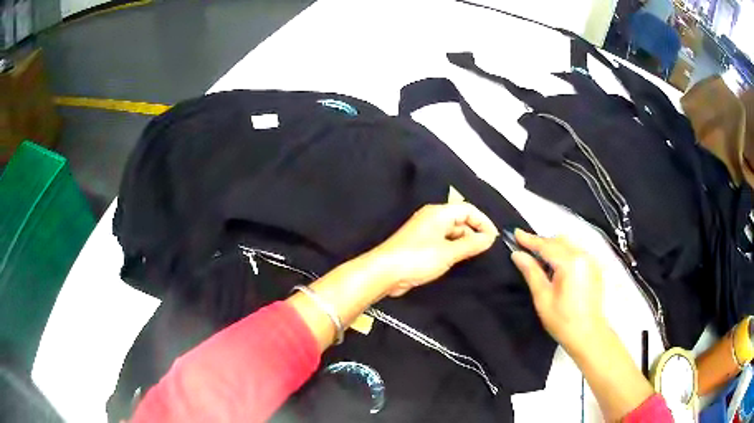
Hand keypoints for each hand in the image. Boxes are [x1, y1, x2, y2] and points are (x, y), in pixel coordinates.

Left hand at [370, 203, 498, 296]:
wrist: (385, 272)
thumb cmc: (418, 258)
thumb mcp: (449, 252)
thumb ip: (471, 244)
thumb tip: (489, 238)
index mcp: (439, 213)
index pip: (469, 209)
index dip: (484, 222)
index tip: (493, 239)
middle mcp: (433, 218)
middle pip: (461, 219)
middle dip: (474, 232)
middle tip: (485, 250)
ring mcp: (425, 231)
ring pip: (452, 232)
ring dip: (464, 242)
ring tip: (474, 257)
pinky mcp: (421, 244)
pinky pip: (443, 242)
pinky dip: (453, 248)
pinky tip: (458, 260)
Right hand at [510, 230, 607, 353]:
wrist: (589, 335)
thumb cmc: (563, 320)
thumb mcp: (543, 298)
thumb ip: (531, 272)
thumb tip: (517, 254)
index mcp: (570, 263)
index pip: (546, 245)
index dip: (529, 239)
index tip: (515, 233)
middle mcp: (583, 256)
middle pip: (559, 241)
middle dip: (542, 242)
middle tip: (525, 248)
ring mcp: (591, 260)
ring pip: (568, 244)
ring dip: (553, 247)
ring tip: (540, 259)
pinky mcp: (594, 267)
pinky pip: (576, 252)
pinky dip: (564, 253)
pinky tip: (557, 267)